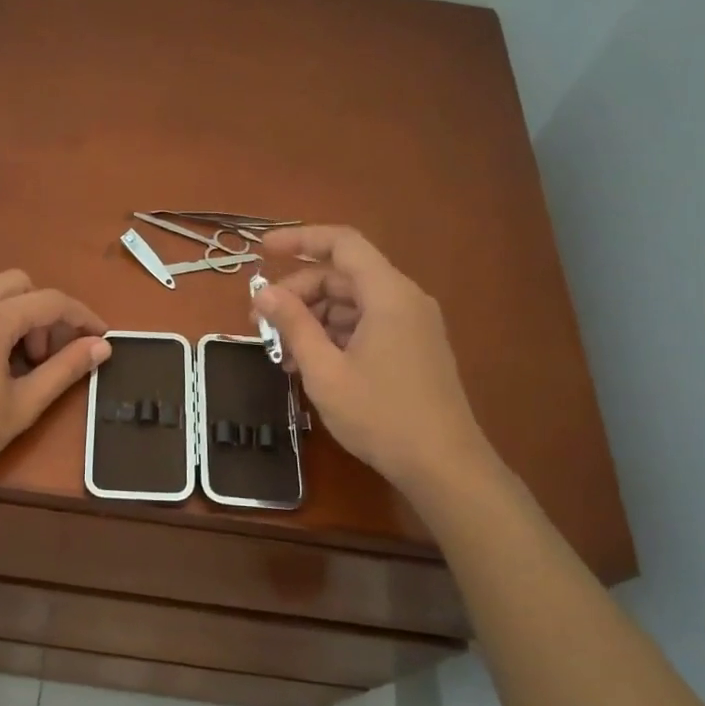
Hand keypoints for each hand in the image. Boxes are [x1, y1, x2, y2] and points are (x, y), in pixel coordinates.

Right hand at [254, 226, 495, 497]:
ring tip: (282, 350)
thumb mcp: (325, 370)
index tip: (262, 250)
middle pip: (344, 275)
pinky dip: (334, 334)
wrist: (443, 466)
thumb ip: (293, 324)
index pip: (342, 243)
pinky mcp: (413, 348)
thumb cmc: (380, 415)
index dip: (299, 240)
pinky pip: (367, 324)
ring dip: (313, 317)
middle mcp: (405, 299)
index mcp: (388, 294)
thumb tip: (262, 292)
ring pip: (353, 303)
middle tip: (262, 321)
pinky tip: (310, 363)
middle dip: (299, 292)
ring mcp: (412, 325)